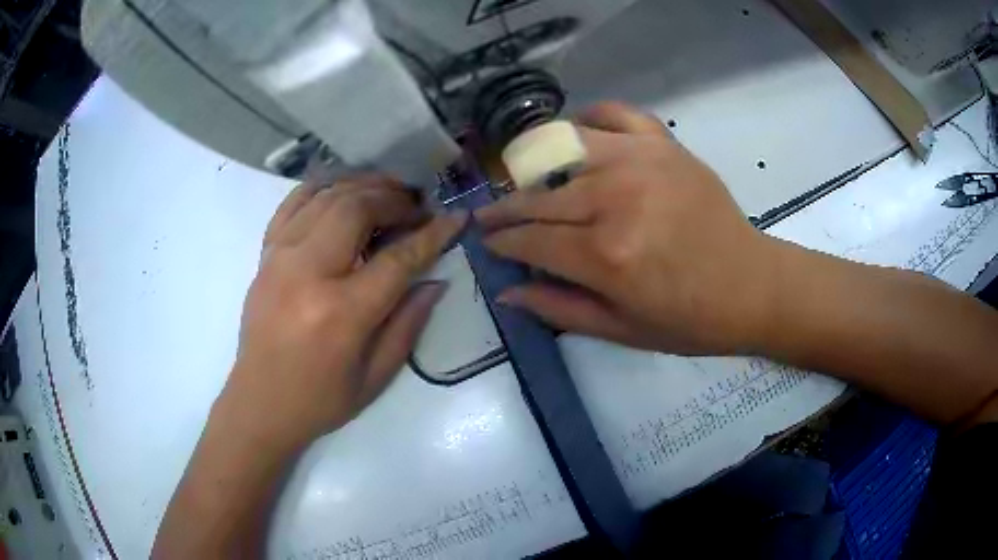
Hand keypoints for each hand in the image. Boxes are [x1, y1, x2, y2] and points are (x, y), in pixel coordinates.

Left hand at [222, 176, 466, 449]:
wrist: (260, 403)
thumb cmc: (320, 400)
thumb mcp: (376, 376)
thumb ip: (409, 324)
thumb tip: (435, 280)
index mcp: (342, 313)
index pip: (398, 258)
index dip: (432, 234)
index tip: (455, 217)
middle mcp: (308, 273)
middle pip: (357, 209)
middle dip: (395, 199)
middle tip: (417, 206)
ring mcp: (280, 258)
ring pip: (326, 196)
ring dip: (363, 185)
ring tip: (388, 190)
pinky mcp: (265, 255)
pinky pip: (292, 203)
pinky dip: (321, 187)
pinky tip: (342, 188)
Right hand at [476, 102, 779, 354]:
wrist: (752, 286)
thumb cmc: (690, 320)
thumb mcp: (622, 331)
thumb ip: (559, 308)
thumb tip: (506, 292)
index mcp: (604, 255)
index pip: (529, 240)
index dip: (501, 242)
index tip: (486, 242)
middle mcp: (614, 198)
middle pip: (537, 195)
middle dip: (504, 208)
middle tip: (490, 216)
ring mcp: (640, 161)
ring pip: (562, 146)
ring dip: (534, 162)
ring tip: (526, 178)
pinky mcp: (663, 144)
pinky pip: (613, 114)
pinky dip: (588, 118)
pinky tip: (579, 135)